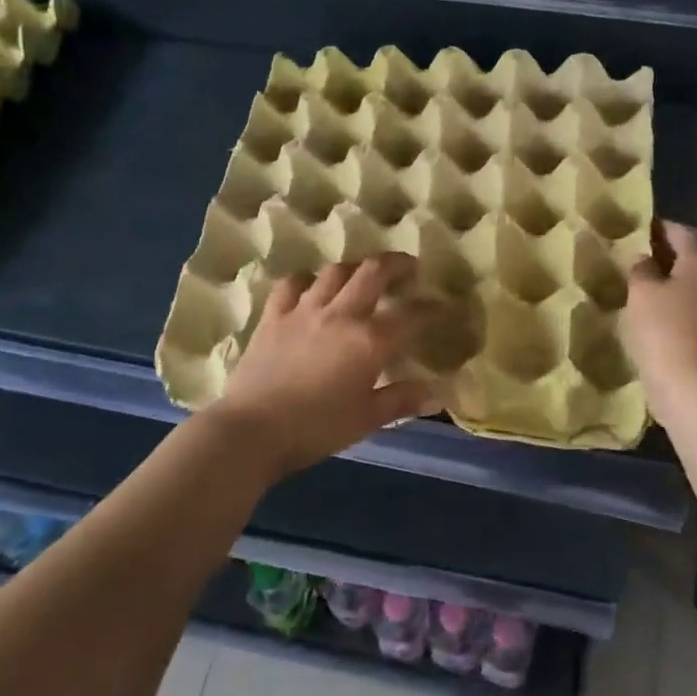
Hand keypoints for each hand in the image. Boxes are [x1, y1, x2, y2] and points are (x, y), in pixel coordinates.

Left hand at [214, 253, 432, 476]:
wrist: (251, 431)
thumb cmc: (315, 430)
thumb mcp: (365, 420)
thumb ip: (401, 401)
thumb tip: (435, 394)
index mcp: (369, 341)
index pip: (411, 314)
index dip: (433, 308)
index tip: (445, 306)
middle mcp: (341, 314)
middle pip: (374, 271)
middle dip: (398, 264)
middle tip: (409, 269)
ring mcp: (305, 309)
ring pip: (336, 271)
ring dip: (355, 269)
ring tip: (363, 277)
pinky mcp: (274, 315)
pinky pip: (293, 284)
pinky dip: (307, 281)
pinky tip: (311, 288)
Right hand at [624, 221, 696, 417]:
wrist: (691, 387)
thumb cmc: (663, 328)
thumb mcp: (641, 292)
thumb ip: (641, 270)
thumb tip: (645, 260)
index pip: (683, 233)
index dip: (662, 227)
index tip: (643, 225)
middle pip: (692, 259)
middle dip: (668, 255)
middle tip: (638, 254)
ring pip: (693, 286)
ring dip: (671, 282)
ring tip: (642, 283)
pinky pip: (692, 310)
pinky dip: (675, 305)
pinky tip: (653, 313)